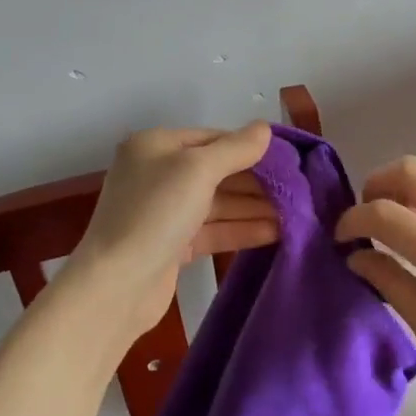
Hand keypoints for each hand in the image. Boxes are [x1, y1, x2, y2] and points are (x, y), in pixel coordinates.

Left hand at [64, 123, 277, 340]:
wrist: (116, 286)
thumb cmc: (156, 214)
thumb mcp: (197, 170)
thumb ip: (235, 148)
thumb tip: (265, 129)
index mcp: (156, 146)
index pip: (213, 138)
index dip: (251, 147)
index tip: (290, 159)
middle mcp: (158, 173)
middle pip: (218, 171)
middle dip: (257, 181)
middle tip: (299, 189)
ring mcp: (165, 211)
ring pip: (218, 203)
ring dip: (255, 207)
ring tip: (297, 213)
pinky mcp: (173, 245)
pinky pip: (214, 229)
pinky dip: (242, 229)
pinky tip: (276, 232)